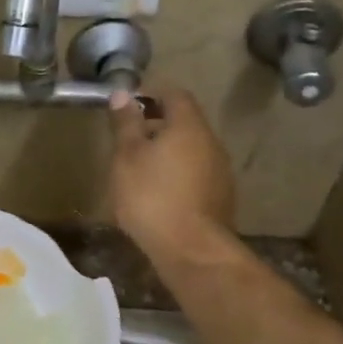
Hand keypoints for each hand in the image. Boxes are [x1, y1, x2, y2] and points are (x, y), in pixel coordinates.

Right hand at [108, 85, 236, 262]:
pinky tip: (158, 192)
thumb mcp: (127, 157)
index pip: (174, 94)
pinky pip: (196, 173)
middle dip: (157, 124)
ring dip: (167, 151)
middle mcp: (211, 142)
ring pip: (190, 149)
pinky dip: (177, 173)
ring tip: (139, 167)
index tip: (128, 104)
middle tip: (128, 138)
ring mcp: (220, 171)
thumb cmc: (152, 197)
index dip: (151, 93)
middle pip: (184, 122)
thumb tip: (122, 94)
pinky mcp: (220, 197)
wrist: (191, 251)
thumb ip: (125, 124)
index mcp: (189, 126)